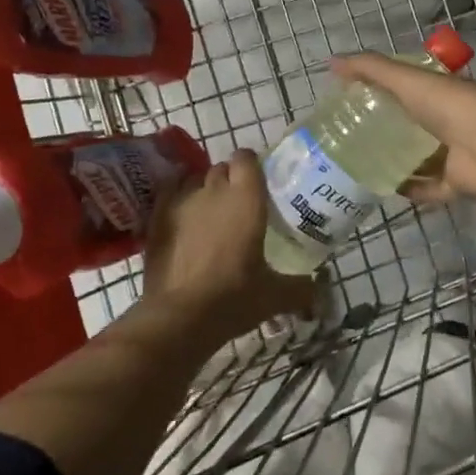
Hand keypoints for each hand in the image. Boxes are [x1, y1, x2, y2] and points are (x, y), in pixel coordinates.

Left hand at [142, 150, 315, 341]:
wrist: (180, 317)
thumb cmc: (234, 298)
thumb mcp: (275, 296)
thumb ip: (302, 289)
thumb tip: (318, 291)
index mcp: (246, 198)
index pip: (246, 158)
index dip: (251, 166)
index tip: (258, 183)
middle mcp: (214, 190)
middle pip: (221, 168)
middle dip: (229, 179)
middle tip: (239, 205)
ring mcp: (182, 202)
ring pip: (194, 180)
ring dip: (203, 189)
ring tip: (210, 213)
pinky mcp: (157, 218)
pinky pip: (168, 195)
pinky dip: (177, 200)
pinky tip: (182, 219)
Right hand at [327, 53, 475, 202]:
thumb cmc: (449, 105)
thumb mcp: (406, 79)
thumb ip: (371, 69)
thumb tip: (332, 62)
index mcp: (442, 93)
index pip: (411, 90)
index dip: (386, 93)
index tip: (356, 102)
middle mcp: (450, 122)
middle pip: (415, 127)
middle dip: (389, 132)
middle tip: (353, 140)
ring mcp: (456, 154)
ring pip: (422, 159)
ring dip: (398, 164)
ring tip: (363, 167)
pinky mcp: (457, 182)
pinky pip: (430, 188)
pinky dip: (412, 189)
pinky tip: (386, 189)